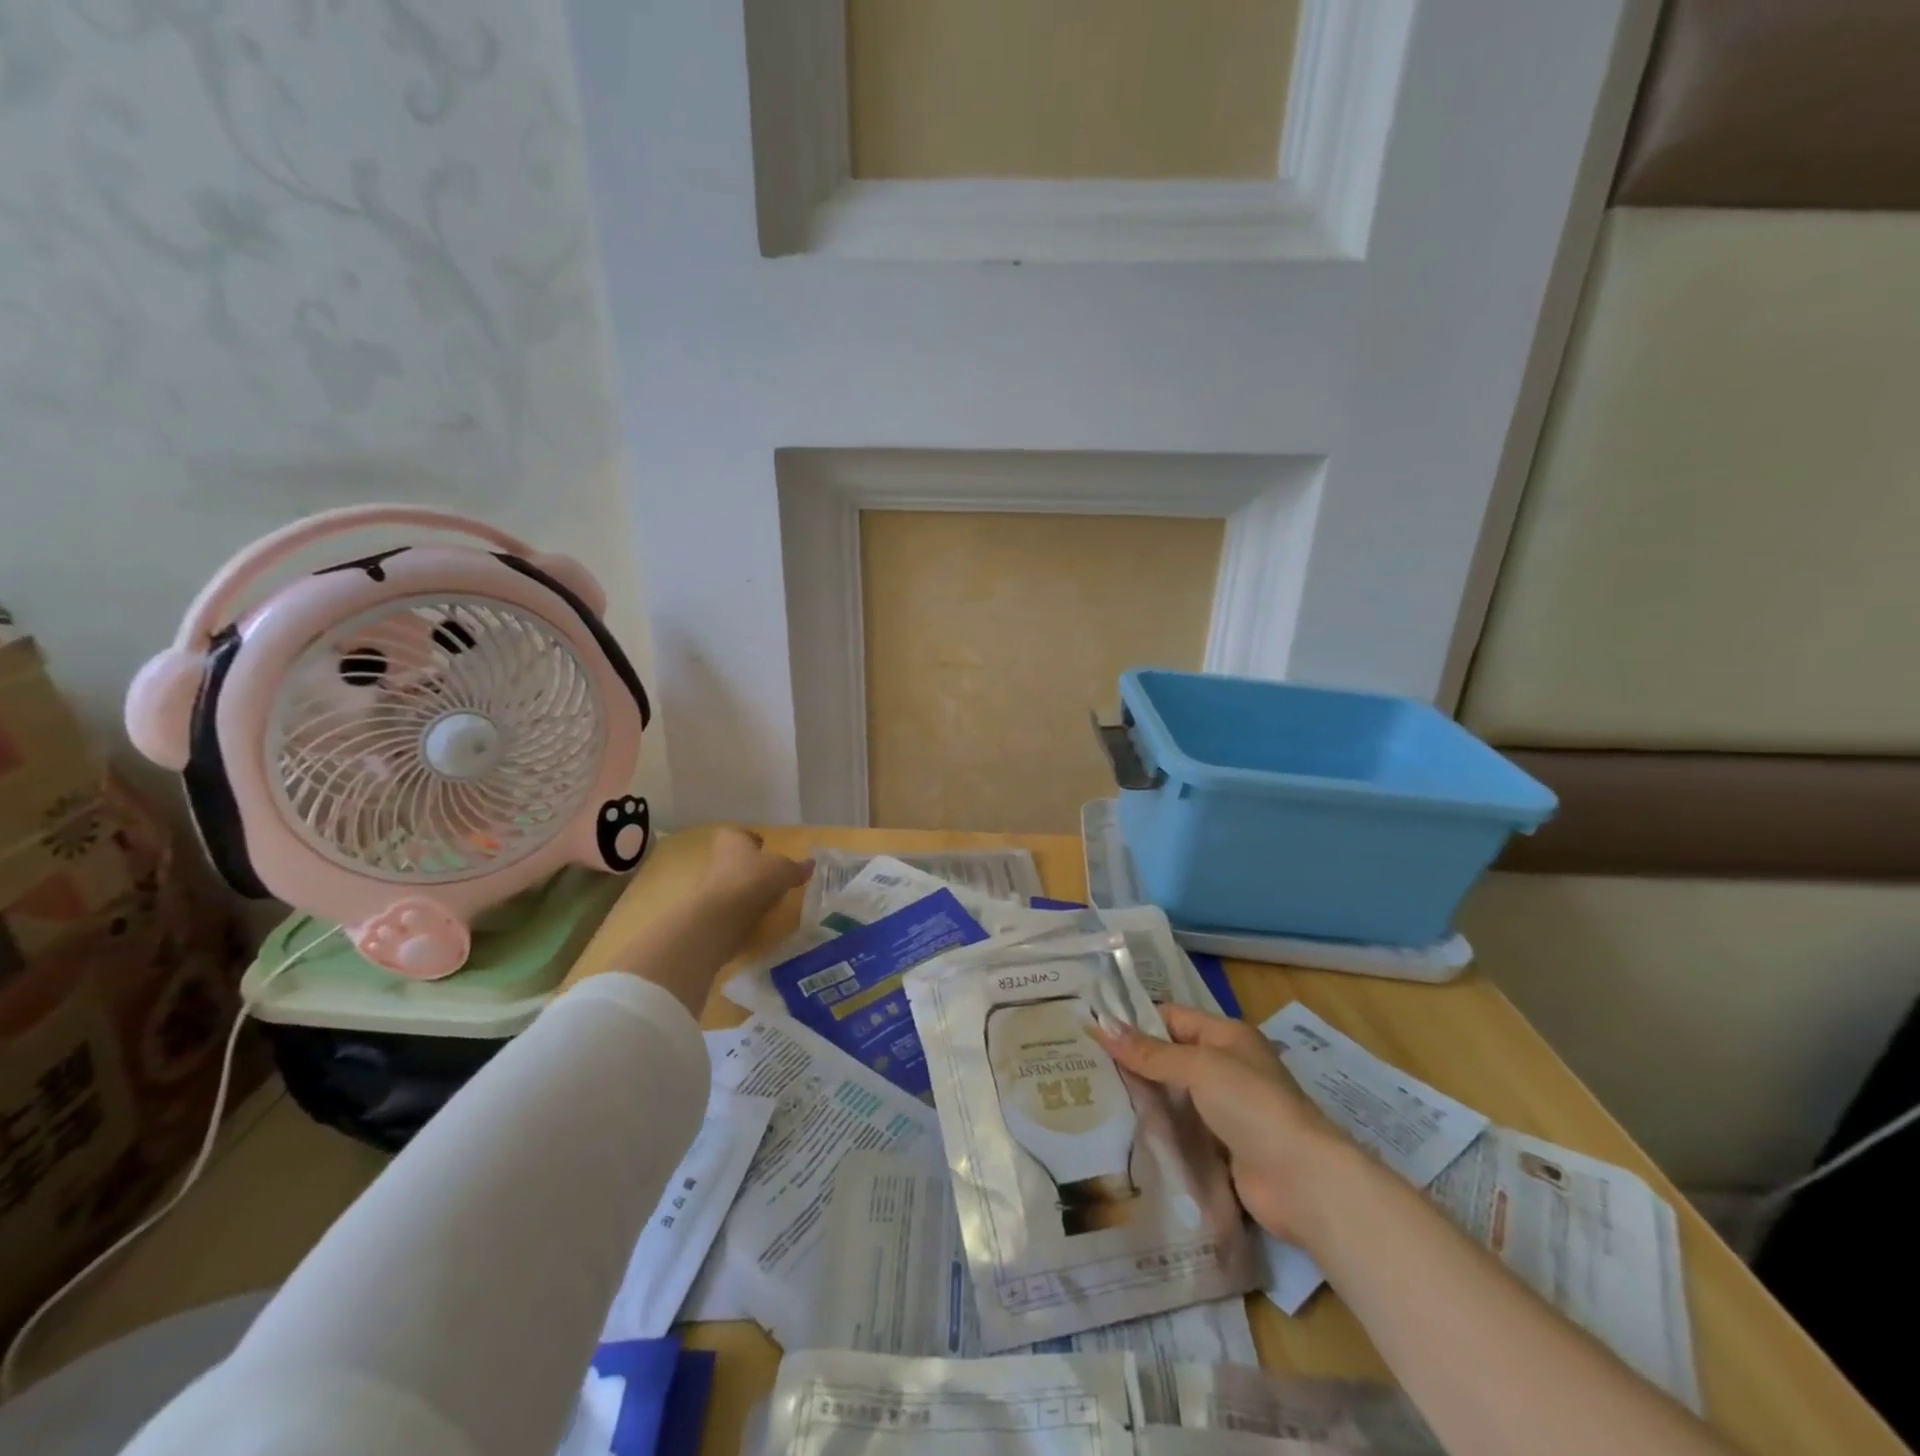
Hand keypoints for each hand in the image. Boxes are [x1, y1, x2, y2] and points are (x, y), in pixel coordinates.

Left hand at [700, 827, 812, 911]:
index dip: (751, 839)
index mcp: (732, 840)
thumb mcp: (785, 870)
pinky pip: (731, 906)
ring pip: (733, 883)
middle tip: (773, 875)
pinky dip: (743, 909)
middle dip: (751, 866)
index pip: (738, 833)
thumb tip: (811, 864)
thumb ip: (797, 867)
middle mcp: (717, 859)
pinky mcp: (712, 911)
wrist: (720, 917)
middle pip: (735, 859)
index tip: (765, 848)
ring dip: (748, 889)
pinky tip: (759, 915)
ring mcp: (711, 886)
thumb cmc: (753, 879)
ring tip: (770, 898)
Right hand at [1094, 1004, 1346, 1242]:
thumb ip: (1149, 1052)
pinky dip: (1157, 1131)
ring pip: (1172, 1096)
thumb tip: (1100, 1025)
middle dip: (1133, 1062)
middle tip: (1084, 1067)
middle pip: (1169, 1057)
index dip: (1134, 1021)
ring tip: (1092, 1098)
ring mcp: (1224, 1110)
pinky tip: (1122, 1133)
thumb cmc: (1252, 1105)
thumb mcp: (1199, 1067)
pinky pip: (1181, 1130)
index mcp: (1226, 1036)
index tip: (1091, 1030)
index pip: (1171, 1017)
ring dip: (1143, 1098)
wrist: (1302, 1181)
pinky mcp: (1221, 1148)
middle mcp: (1225, 1067)